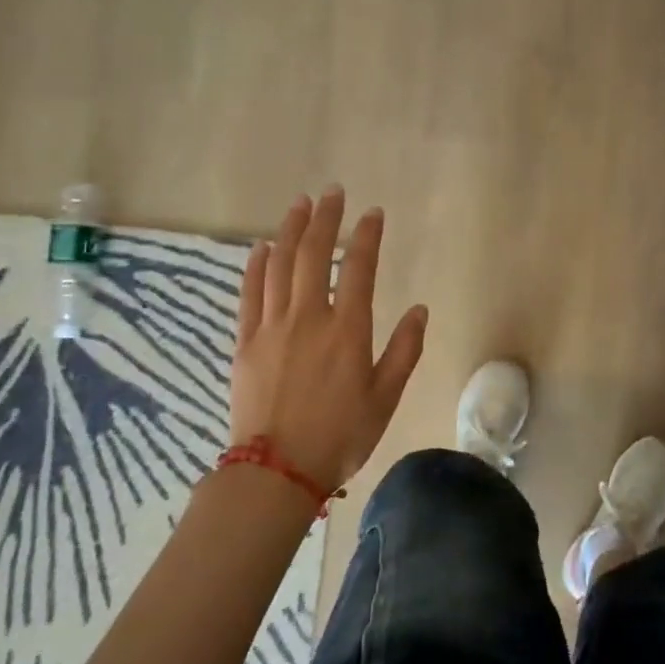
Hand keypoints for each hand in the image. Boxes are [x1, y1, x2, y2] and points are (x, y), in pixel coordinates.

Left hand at [230, 187, 428, 489]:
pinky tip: (263, 247)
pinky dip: (256, 266)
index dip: (366, 236)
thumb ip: (404, 351)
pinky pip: (250, 293)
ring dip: (290, 230)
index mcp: (348, 330)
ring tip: (300, 205)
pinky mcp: (245, 342)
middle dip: (325, 219)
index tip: (372, 213)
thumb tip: (419, 310)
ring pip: (280, 265)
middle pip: (313, 254)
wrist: (277, 470)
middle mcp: (309, 317)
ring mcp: (272, 327)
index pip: (358, 268)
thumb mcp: (386, 398)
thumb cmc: (341, 436)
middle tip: (332, 192)